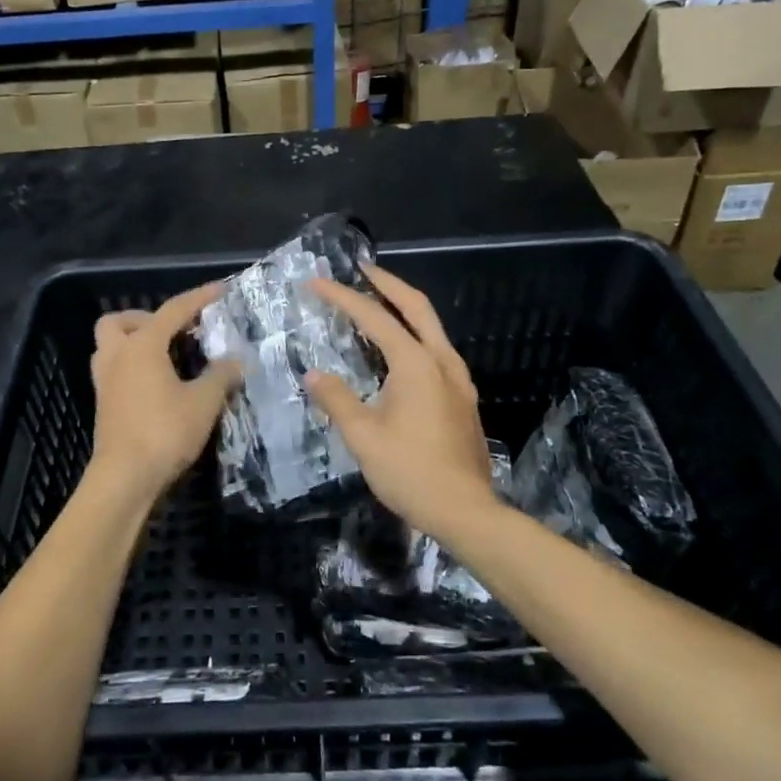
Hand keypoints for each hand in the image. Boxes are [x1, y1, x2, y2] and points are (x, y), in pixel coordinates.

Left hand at [89, 281, 242, 502]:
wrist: (125, 478)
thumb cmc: (164, 432)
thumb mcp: (203, 402)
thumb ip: (221, 376)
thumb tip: (237, 361)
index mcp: (141, 346)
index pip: (172, 310)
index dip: (198, 298)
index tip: (220, 290)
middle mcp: (118, 356)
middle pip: (120, 321)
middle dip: (145, 318)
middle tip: (175, 333)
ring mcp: (105, 381)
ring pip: (110, 346)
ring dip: (133, 342)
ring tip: (165, 356)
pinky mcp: (104, 405)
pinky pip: (114, 370)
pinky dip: (133, 366)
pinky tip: (158, 384)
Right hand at [304, 264, 496, 537]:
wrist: (465, 510)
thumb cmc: (410, 472)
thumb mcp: (363, 437)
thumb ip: (337, 399)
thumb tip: (315, 375)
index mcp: (416, 365)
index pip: (374, 318)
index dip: (343, 298)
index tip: (316, 283)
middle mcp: (442, 361)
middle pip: (417, 307)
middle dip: (388, 284)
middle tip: (362, 269)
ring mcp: (458, 379)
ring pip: (431, 327)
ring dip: (404, 308)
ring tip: (377, 303)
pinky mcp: (463, 398)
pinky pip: (436, 350)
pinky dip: (414, 334)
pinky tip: (399, 351)